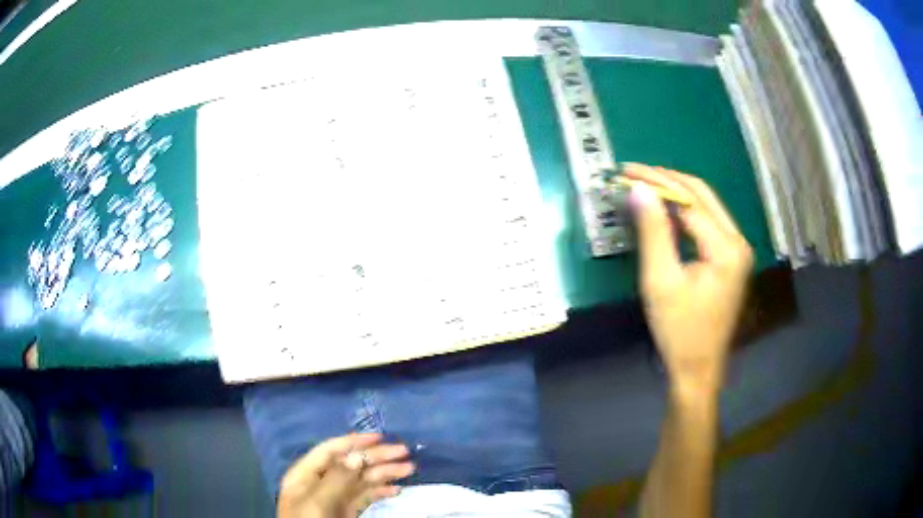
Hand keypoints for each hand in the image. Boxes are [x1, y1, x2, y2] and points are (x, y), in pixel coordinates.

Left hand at [277, 433, 414, 517]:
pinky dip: (381, 491)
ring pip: (361, 480)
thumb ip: (336, 479)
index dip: (353, 442)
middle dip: (376, 457)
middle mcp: (320, 483)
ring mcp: (334, 499)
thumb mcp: (318, 502)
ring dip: (384, 473)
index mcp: (305, 475)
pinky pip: (365, 497)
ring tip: (409, 469)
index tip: (380, 437)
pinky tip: (396, 490)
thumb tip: (357, 456)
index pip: (330, 451)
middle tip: (405, 452)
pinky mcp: (345, 512)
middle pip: (349, 464)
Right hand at [624, 164, 752, 393]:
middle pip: (703, 195)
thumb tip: (639, 189)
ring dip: (676, 193)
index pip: (690, 201)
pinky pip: (707, 224)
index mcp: (727, 248)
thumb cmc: (679, 331)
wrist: (698, 369)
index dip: (658, 183)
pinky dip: (685, 212)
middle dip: (667, 180)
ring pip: (706, 206)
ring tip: (645, 185)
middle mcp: (738, 242)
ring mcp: (737, 250)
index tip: (627, 172)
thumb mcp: (661, 281)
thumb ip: (653, 232)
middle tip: (634, 172)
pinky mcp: (730, 259)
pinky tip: (665, 210)